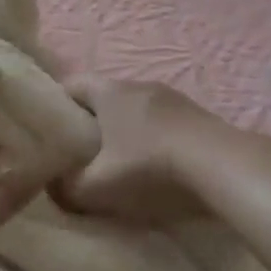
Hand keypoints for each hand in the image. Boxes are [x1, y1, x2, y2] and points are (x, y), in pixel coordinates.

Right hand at [51, 76, 217, 226]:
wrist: (221, 166)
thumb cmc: (149, 166)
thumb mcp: (96, 186)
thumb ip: (66, 187)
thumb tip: (52, 187)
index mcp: (109, 91)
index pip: (71, 83)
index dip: (56, 103)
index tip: (50, 129)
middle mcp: (138, 84)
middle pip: (104, 96)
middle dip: (90, 120)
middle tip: (80, 150)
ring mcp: (172, 98)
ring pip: (135, 108)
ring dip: (124, 129)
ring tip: (119, 160)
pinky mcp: (197, 115)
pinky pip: (162, 121)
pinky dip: (152, 137)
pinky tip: (156, 164)